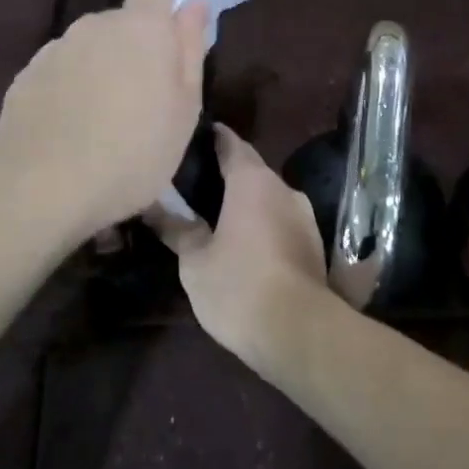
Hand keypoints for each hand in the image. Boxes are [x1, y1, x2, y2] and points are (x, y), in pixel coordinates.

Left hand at [0, 0, 209, 238]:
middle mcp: (95, 25)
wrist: (43, 188)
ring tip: (103, 122)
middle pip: (121, 23)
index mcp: (142, 27)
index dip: (166, 14)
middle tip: (144, 101)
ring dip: (100, 69)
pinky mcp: (26, 76)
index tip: (171, 52)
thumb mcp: (185, 108)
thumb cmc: (134, 152)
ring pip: (89, 48)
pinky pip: (60, 72)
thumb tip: (194, 4)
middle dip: (134, 49)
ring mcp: (56, 49)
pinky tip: (71, 131)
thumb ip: (190, 48)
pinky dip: (69, 90)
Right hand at [149, 125, 332, 362]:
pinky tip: (242, 240)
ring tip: (214, 213)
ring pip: (268, 197)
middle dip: (226, 173)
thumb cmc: (238, 286)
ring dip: (245, 201)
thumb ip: (177, 227)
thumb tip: (154, 206)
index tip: (191, 138)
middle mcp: (284, 188)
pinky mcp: (314, 243)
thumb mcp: (194, 260)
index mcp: (253, 181)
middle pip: (251, 170)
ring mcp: (304, 216)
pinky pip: (281, 220)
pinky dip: (261, 222)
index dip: (212, 138)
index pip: (231, 143)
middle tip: (193, 182)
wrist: (299, 331)